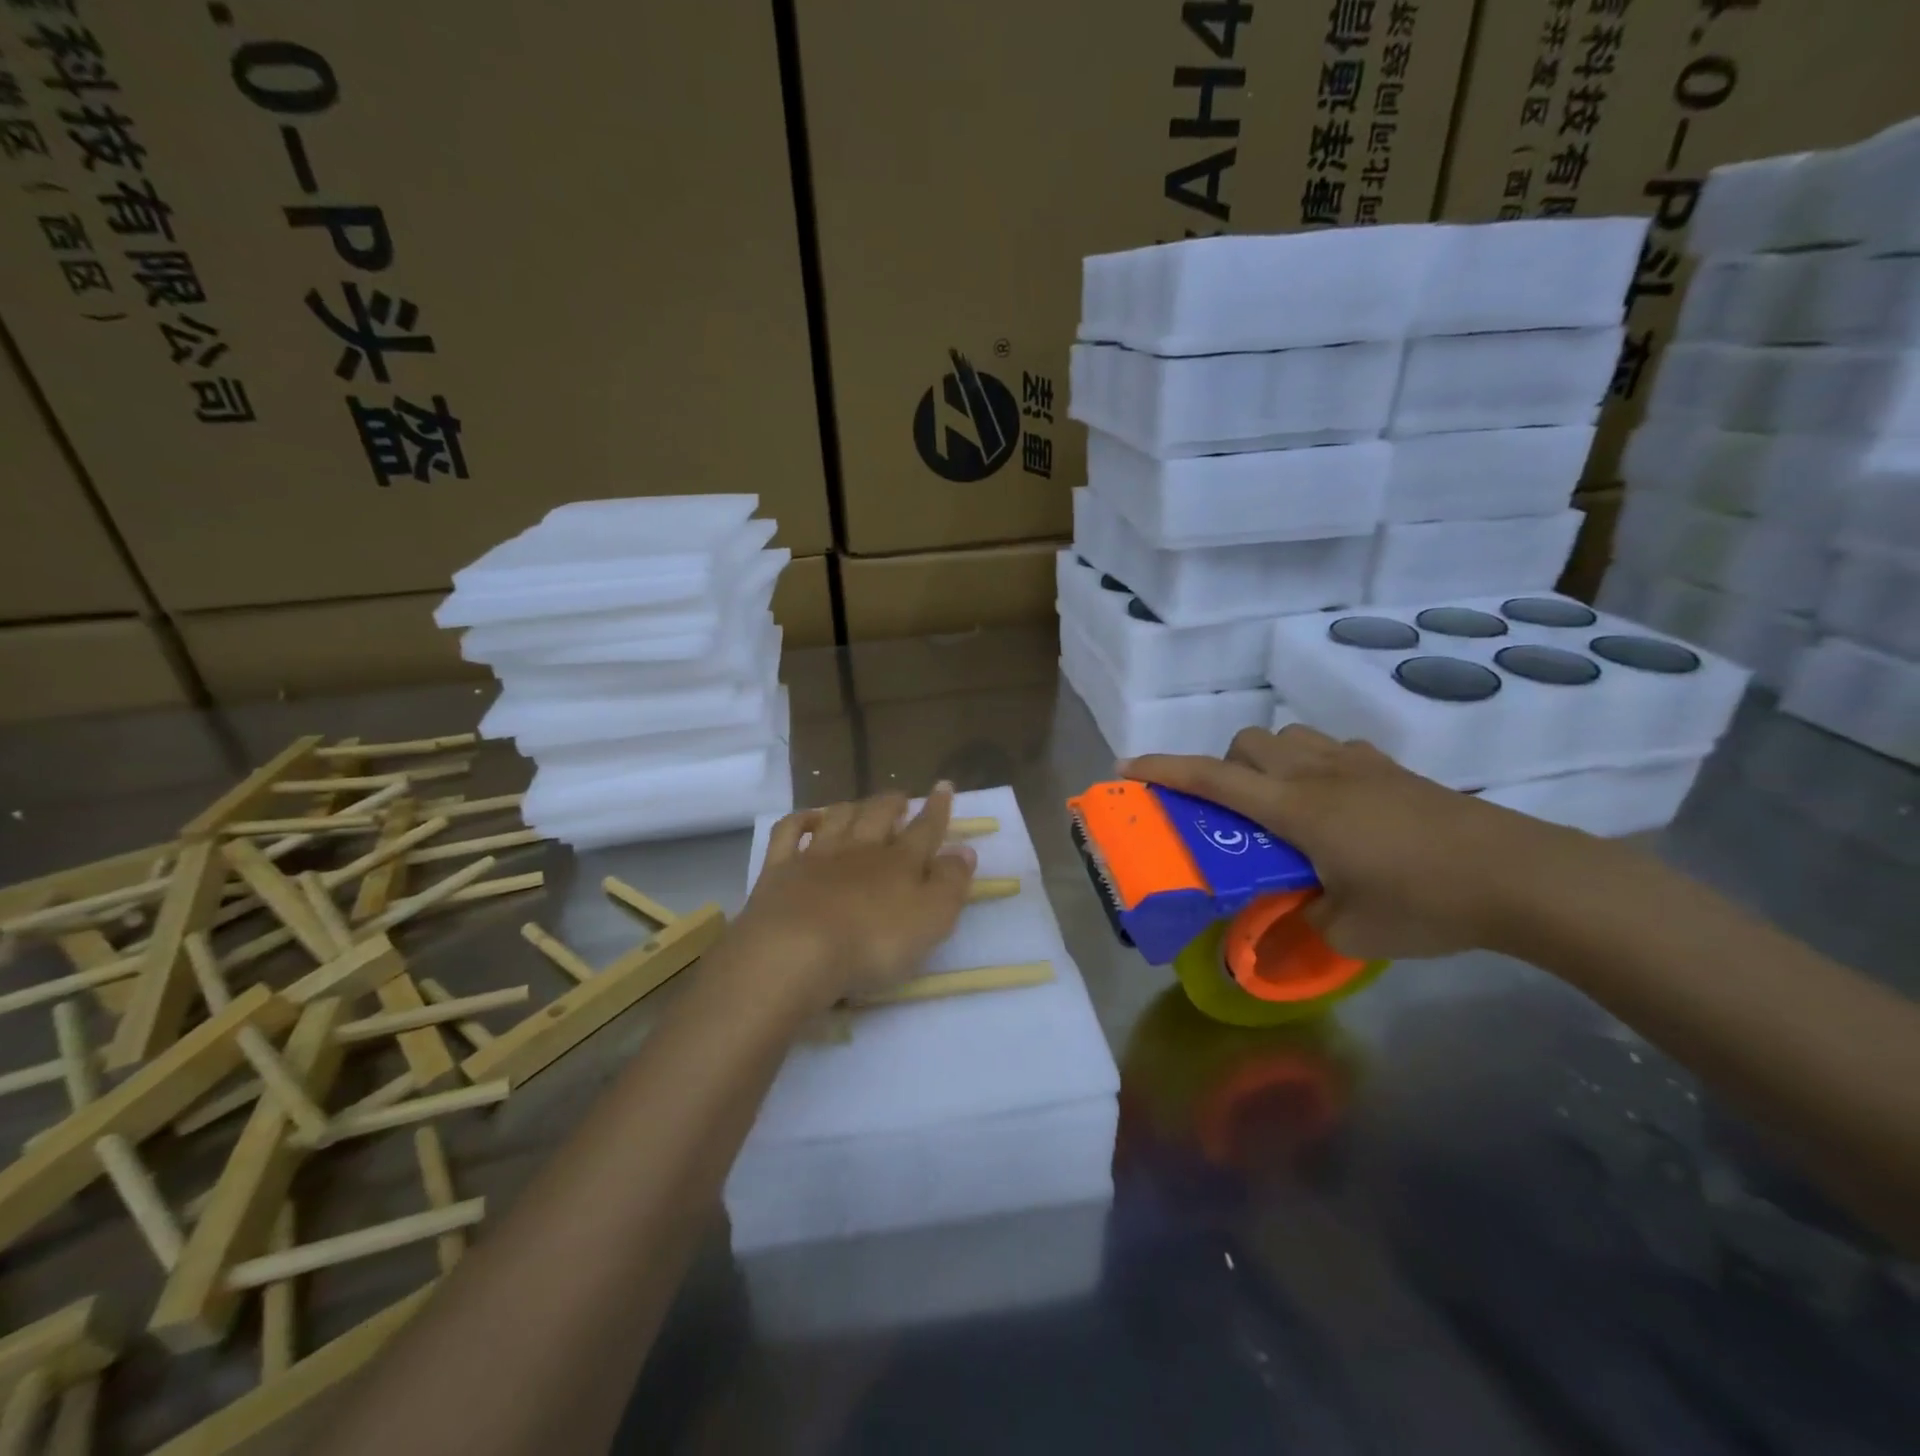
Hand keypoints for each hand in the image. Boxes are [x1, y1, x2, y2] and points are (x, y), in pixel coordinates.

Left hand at [730, 784, 976, 1014]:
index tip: (944, 786)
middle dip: (892, 803)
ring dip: (851, 807)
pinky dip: (801, 820)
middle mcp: (859, 849)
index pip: (925, 828)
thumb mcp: (931, 919)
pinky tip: (808, 819)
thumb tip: (965, 850)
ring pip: (838, 818)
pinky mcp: (779, 869)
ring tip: (860, 804)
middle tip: (900, 797)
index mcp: (899, 862)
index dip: (937, 808)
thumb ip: (950, 883)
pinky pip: (789, 833)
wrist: (795, 950)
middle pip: (878, 815)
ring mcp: (816, 856)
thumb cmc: (873, 942)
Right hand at [1124, 726, 1578, 960]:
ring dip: (1271, 760)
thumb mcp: (1351, 932)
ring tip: (1285, 806)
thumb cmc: (1426, 903)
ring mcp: (1359, 764)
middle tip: (1238, 813)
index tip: (1130, 766)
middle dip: (1227, 766)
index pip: (1214, 779)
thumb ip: (1303, 929)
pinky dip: (1316, 763)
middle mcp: (1319, 773)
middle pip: (1249, 741)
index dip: (1167, 770)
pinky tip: (1339, 805)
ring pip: (1291, 735)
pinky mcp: (1393, 769)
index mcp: (1297, 808)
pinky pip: (1334, 748)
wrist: (1522, 876)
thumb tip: (1280, 936)